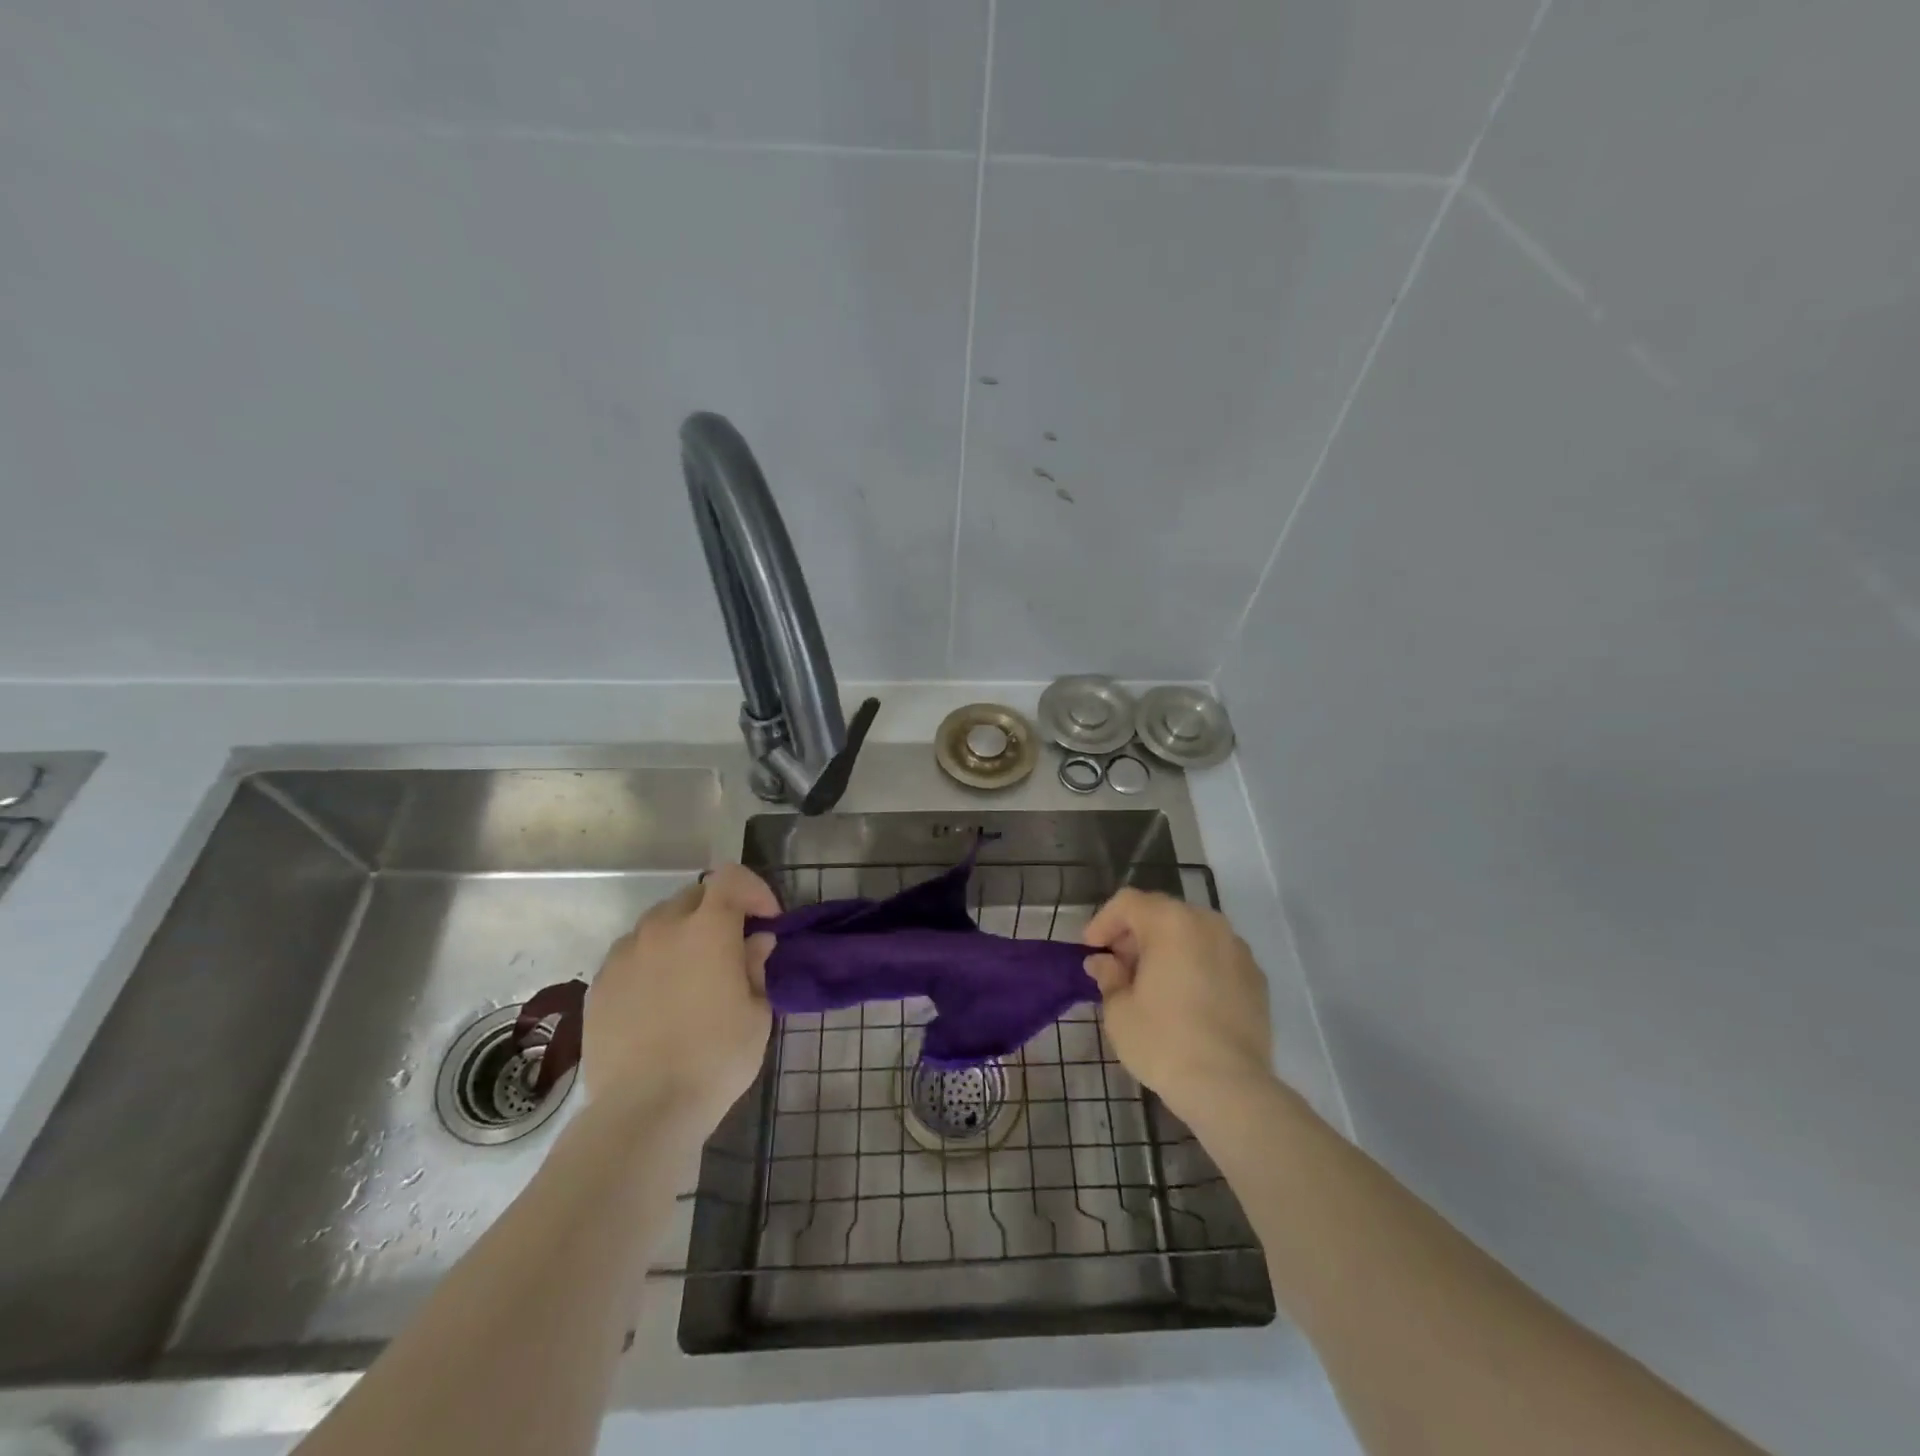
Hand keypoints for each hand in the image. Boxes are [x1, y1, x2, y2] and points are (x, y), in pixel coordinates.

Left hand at [584, 863, 778, 1134]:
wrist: (644, 1110)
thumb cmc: (716, 1058)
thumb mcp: (757, 1013)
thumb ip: (756, 966)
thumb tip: (755, 941)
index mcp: (708, 928)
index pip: (730, 877)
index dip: (753, 890)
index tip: (766, 921)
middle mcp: (662, 928)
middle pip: (694, 896)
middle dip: (718, 912)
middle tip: (732, 948)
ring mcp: (625, 954)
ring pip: (658, 922)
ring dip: (682, 934)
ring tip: (691, 973)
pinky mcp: (600, 982)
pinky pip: (631, 953)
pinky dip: (651, 960)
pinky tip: (659, 998)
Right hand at [1082, 889, 1274, 1125]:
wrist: (1229, 1086)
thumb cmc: (1162, 1041)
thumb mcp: (1119, 1009)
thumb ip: (1108, 976)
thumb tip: (1103, 963)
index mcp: (1170, 922)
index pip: (1127, 903)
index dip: (1103, 922)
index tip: (1091, 950)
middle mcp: (1207, 923)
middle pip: (1162, 913)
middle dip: (1135, 934)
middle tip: (1118, 967)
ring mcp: (1237, 948)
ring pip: (1192, 933)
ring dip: (1167, 948)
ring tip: (1152, 983)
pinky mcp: (1257, 977)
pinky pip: (1216, 957)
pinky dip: (1196, 965)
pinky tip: (1186, 999)